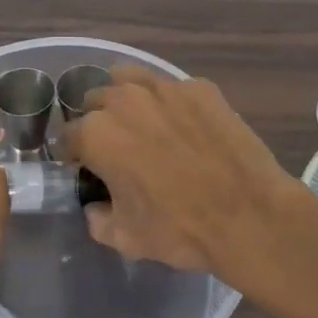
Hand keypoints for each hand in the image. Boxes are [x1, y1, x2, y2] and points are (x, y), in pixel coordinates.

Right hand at [63, 67, 305, 285]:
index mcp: (97, 133)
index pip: (68, 136)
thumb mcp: (125, 238)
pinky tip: (187, 127)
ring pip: (130, 79)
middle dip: (98, 120)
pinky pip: (174, 88)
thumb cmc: (179, 228)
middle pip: (95, 100)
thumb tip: (95, 205)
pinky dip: (171, 104)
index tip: (84, 168)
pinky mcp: (200, 87)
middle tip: (116, 146)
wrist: (249, 214)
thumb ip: (97, 218)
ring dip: (127, 98)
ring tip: (143, 122)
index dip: (73, 154)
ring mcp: (166, 87)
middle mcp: (124, 99)